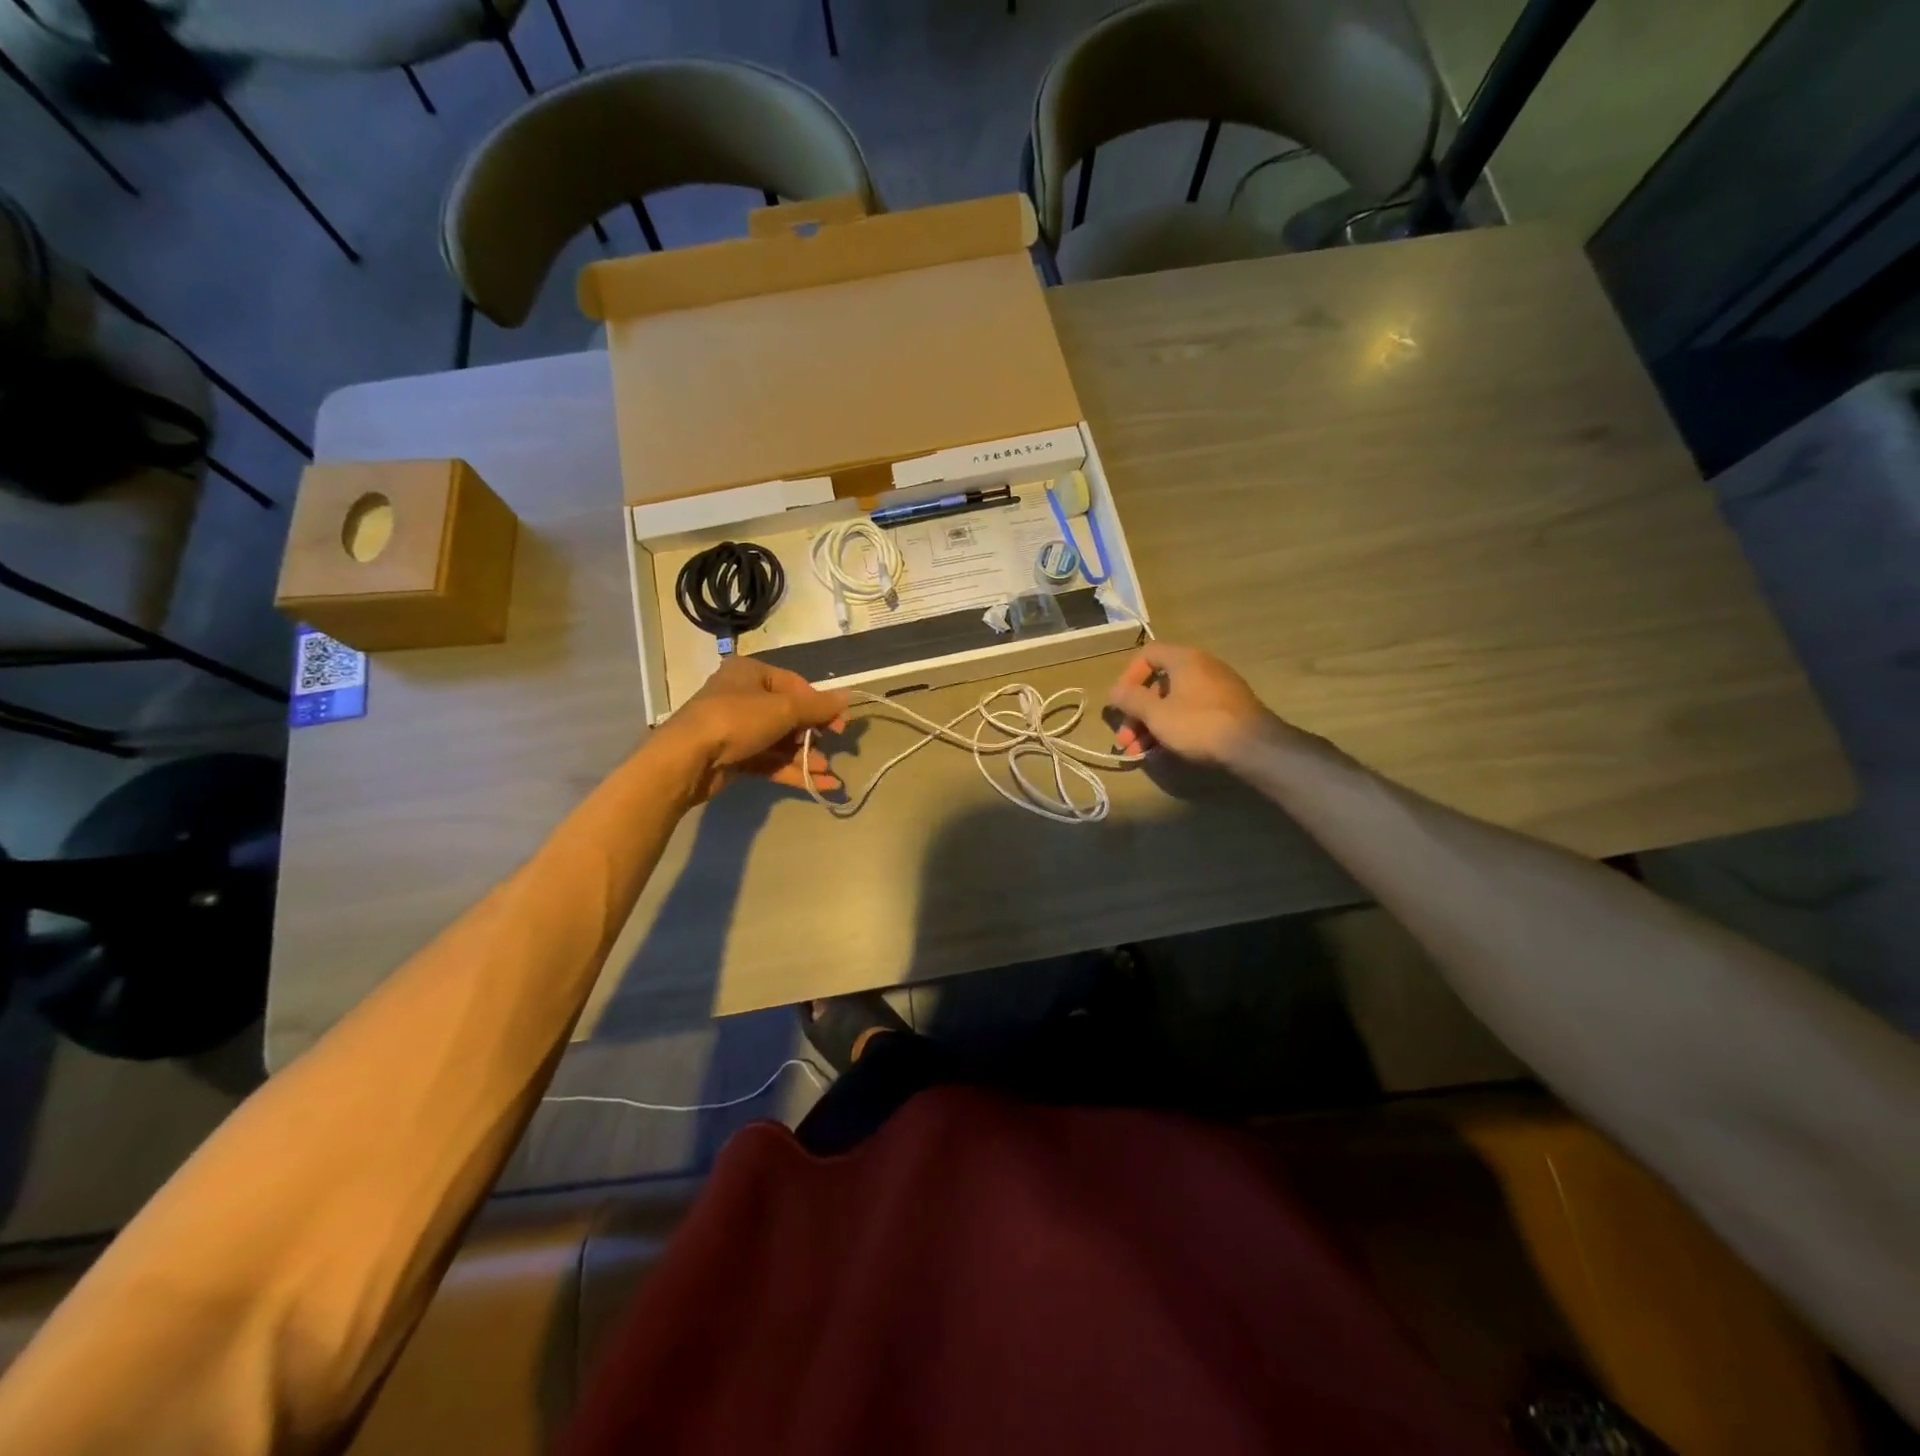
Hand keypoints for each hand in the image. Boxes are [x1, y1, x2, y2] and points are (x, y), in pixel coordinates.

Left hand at [658, 657, 849, 802]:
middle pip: (788, 714)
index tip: (840, 724)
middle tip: (835, 747)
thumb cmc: (736, 720)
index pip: (795, 685)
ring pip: (780, 741)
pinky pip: (770, 761)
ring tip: (828, 771)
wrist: (688, 760)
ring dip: (806, 756)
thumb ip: (818, 706)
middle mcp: (743, 697)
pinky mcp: (734, 758)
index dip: (820, 704)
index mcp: (751, 673)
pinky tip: (819, 784)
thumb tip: (848, 697)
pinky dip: (793, 771)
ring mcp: (737, 729)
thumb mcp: (783, 709)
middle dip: (813, 734)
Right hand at [1106, 643, 1273, 766]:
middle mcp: (1202, 667)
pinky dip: (1172, 728)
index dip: (1127, 677)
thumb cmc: (1198, 724)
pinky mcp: (1226, 710)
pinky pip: (1190, 713)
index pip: (1147, 655)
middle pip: (1158, 685)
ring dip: (1150, 727)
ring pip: (1173, 703)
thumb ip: (1131, 700)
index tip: (1121, 703)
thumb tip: (1114, 692)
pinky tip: (1162, 752)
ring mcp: (1217, 689)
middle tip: (1125, 741)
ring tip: (1138, 753)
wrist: (1253, 746)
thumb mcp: (1156, 714)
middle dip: (1136, 714)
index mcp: (1184, 659)